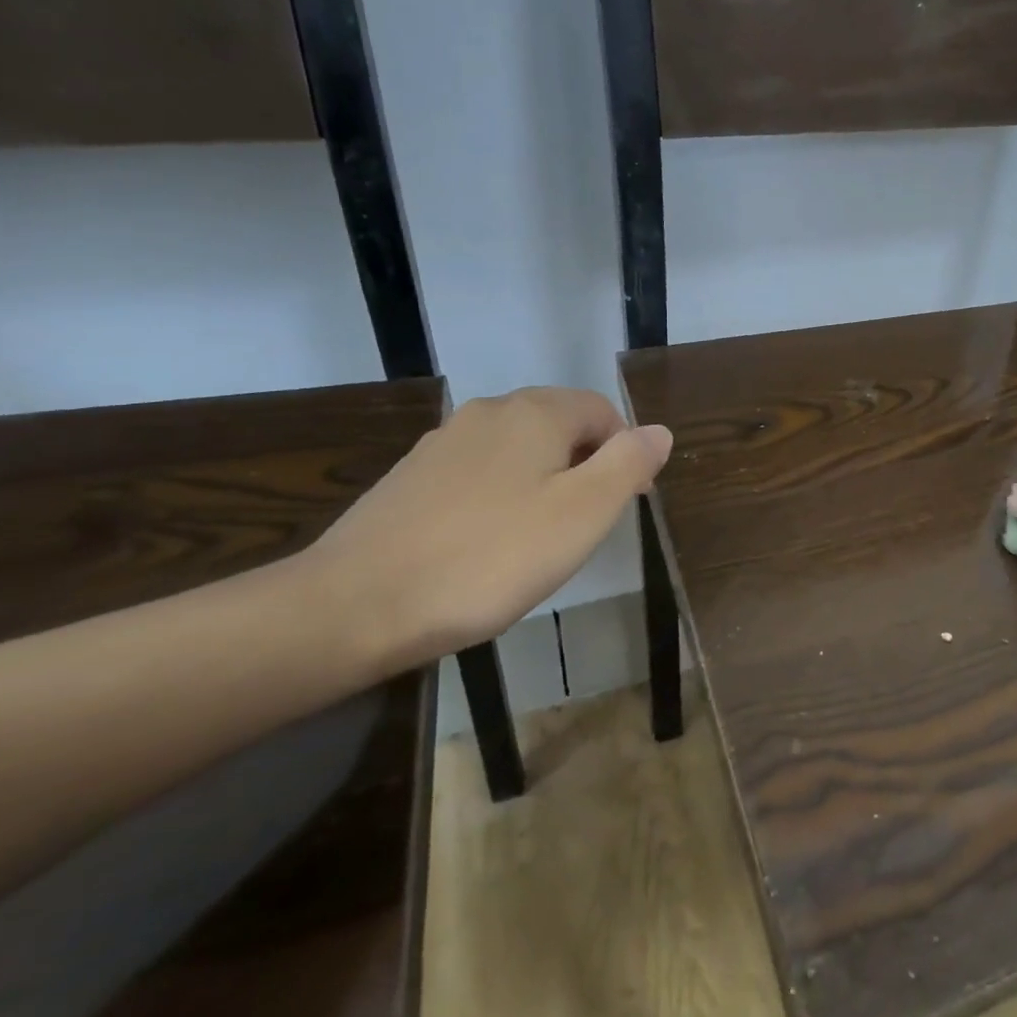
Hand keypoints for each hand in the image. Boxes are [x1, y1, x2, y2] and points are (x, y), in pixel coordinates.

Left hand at [306, 388, 672, 670]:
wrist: (357, 604)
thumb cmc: (490, 557)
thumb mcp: (582, 513)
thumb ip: (628, 464)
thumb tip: (658, 430)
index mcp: (535, 412)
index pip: (602, 412)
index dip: (624, 453)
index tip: (622, 505)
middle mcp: (488, 413)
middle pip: (559, 426)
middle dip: (584, 467)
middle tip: (584, 527)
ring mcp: (443, 443)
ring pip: (517, 451)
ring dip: (542, 483)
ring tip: (538, 541)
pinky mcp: (411, 478)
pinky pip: (477, 475)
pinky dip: (498, 498)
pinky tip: (486, 545)